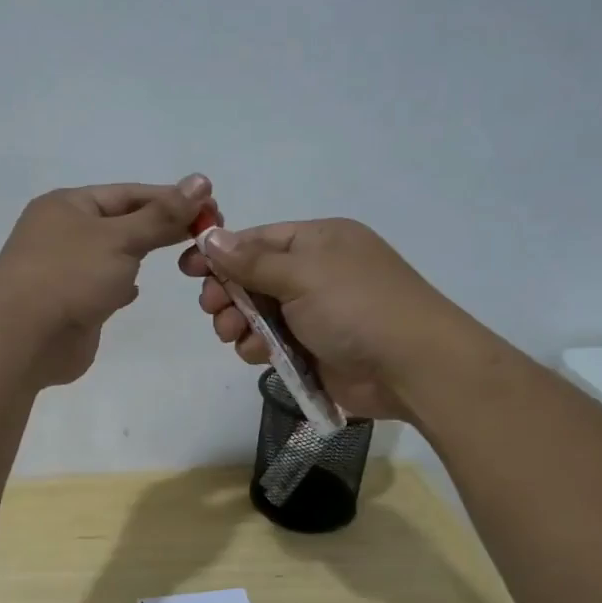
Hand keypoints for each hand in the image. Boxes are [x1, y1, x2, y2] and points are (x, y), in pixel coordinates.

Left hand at [0, 175, 214, 386]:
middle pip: (122, 222)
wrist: (21, 339)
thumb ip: (162, 215)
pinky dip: (121, 284)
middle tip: (206, 234)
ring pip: (112, 254)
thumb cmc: (69, 276)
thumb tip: (201, 180)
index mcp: (67, 205)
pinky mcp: (69, 303)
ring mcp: (63, 269)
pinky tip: (136, 290)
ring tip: (180, 257)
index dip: (170, 198)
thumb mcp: (121, 238)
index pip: (129, 194)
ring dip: (141, 254)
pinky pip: (102, 285)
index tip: (211, 207)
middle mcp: (62, 232)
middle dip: (161, 226)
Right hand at [177, 218, 460, 421]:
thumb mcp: (302, 274)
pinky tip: (257, 353)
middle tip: (212, 307)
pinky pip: (271, 342)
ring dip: (238, 322)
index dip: (221, 252)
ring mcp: (315, 313)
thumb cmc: (357, 306)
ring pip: (257, 313)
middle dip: (227, 292)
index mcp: (318, 242)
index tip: (188, 267)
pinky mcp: (313, 349)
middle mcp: (315, 273)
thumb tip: (210, 235)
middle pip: (252, 277)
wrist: (413, 367)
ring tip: (233, 334)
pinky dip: (258, 346)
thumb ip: (251, 260)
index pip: (257, 239)